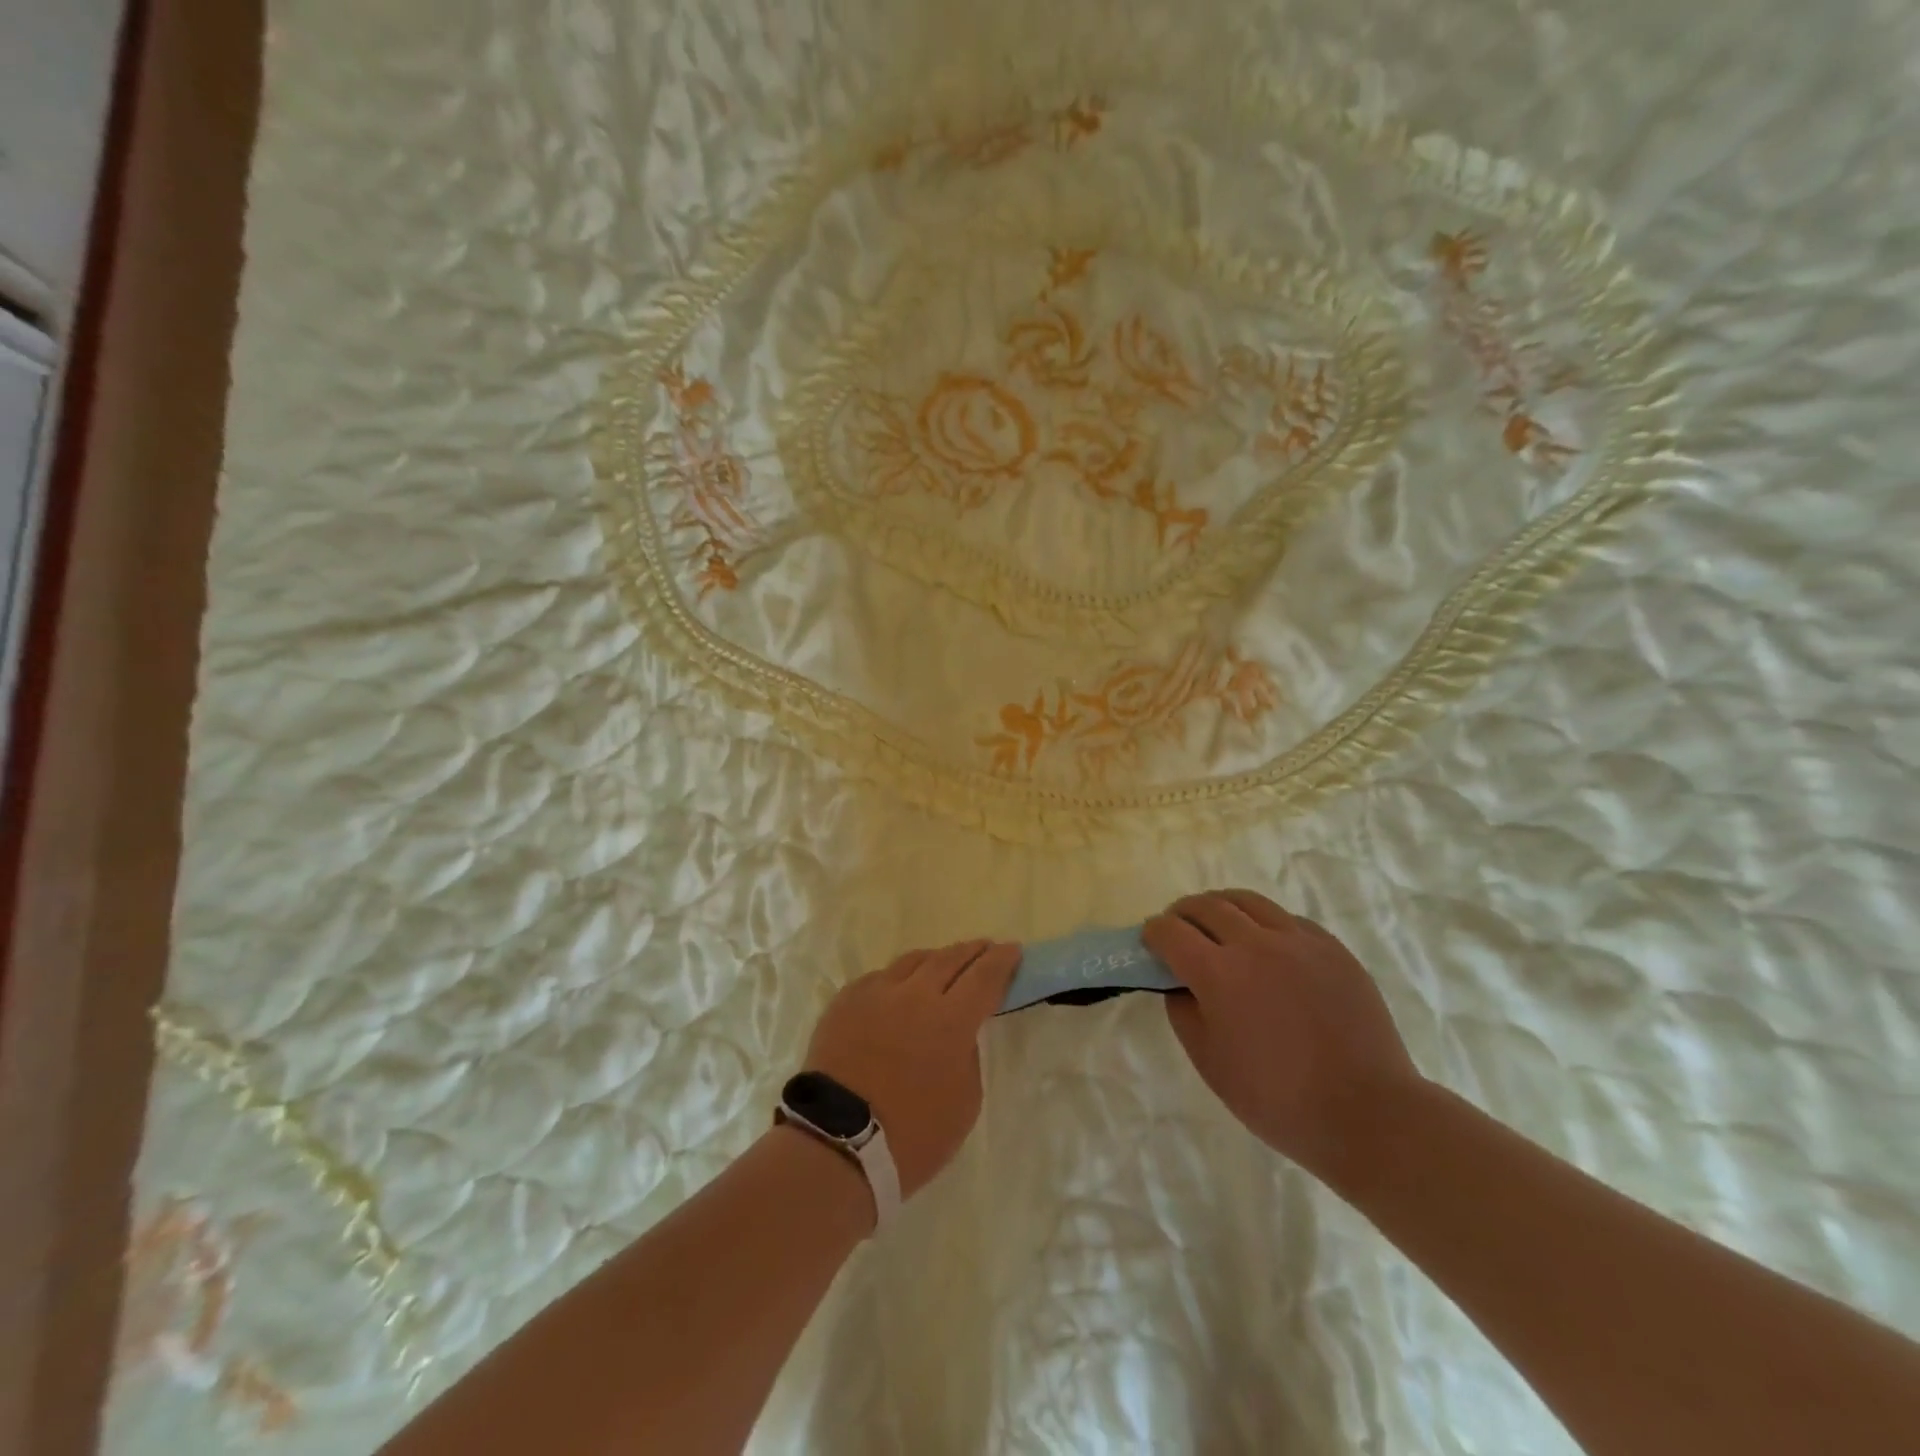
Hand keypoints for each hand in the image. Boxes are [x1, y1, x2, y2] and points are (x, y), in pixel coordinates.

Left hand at [802, 941, 1021, 1199]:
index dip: (1003, 960)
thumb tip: (960, 1032)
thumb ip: (968, 1055)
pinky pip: (880, 977)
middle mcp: (915, 994)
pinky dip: (899, 979)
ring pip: (913, 961)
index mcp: (951, 1020)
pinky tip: (900, 988)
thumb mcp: (964, 1103)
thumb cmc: (912, 1136)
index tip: (1013, 950)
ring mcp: (877, 992)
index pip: (985, 976)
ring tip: (944, 963)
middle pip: (950, 958)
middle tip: (985, 948)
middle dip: (973, 951)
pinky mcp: (846, 1000)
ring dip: (936, 959)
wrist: (836, 1145)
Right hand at [1145, 890, 1421, 1179]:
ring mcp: (1298, 941)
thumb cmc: (1278, 1099)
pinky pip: (1286, 919)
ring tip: (1217, 925)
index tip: (1150, 943)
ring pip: (1247, 901)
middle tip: (1178, 931)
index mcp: (1219, 974)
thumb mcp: (1210, 1063)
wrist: (1368, 1115)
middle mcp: (1255, 944)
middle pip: (1206, 906)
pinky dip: (1263, 923)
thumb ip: (1183, 1012)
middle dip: (1182, 913)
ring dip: (1221, 907)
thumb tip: (1179, 983)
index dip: (1153, 933)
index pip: (1170, 931)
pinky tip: (1266, 947)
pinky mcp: (1331, 948)